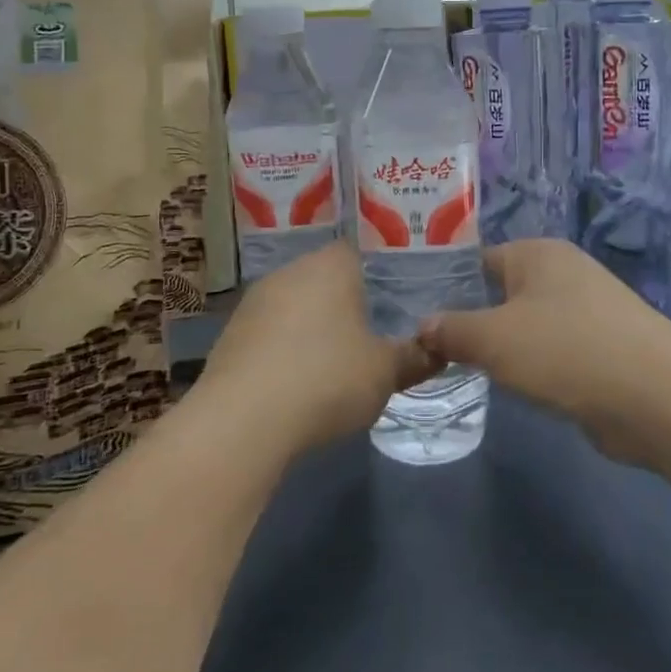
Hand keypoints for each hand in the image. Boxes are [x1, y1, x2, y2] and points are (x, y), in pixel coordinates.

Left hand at [200, 242, 436, 455]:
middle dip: (348, 302)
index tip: (399, 298)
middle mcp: (291, 271)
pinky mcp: (232, 333)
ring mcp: (255, 300)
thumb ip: (414, 356)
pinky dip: (286, 348)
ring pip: (296, 304)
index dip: (382, 273)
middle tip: (374, 330)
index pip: (362, 251)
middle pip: (327, 277)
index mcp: (331, 265)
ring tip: (336, 359)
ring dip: (314, 326)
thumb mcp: (385, 372)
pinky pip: (271, 332)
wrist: (242, 420)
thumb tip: (439, 348)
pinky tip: (298, 379)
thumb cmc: (326, 379)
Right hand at [415, 240, 670, 470]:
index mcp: (536, 253)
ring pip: (526, 324)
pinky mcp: (602, 347)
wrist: (658, 398)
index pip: (476, 260)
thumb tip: (423, 328)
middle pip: (501, 292)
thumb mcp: (493, 339)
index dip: (445, 286)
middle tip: (431, 348)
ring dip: (502, 347)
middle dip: (471, 320)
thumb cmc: (566, 351)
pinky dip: (533, 366)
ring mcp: (587, 310)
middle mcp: (562, 272)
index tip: (413, 314)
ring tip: (463, 369)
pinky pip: (552, 350)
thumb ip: (452, 330)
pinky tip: (513, 386)